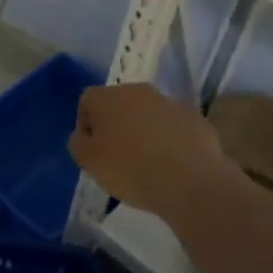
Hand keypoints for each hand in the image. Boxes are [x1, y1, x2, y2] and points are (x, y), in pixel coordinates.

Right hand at [68, 83, 234, 222]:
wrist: (191, 181)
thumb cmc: (130, 169)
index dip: (85, 126)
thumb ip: (78, 143)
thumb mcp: (88, 162)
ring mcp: (169, 103)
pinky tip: (170, 165)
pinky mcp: (195, 119)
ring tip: (145, 164)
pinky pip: (172, 128)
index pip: (86, 102)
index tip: (92, 152)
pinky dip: (168, 141)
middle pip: (118, 105)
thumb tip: (84, 135)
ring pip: (147, 115)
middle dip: (115, 126)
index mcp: (107, 97)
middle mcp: (138, 91)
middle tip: (116, 157)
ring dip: (142, 132)